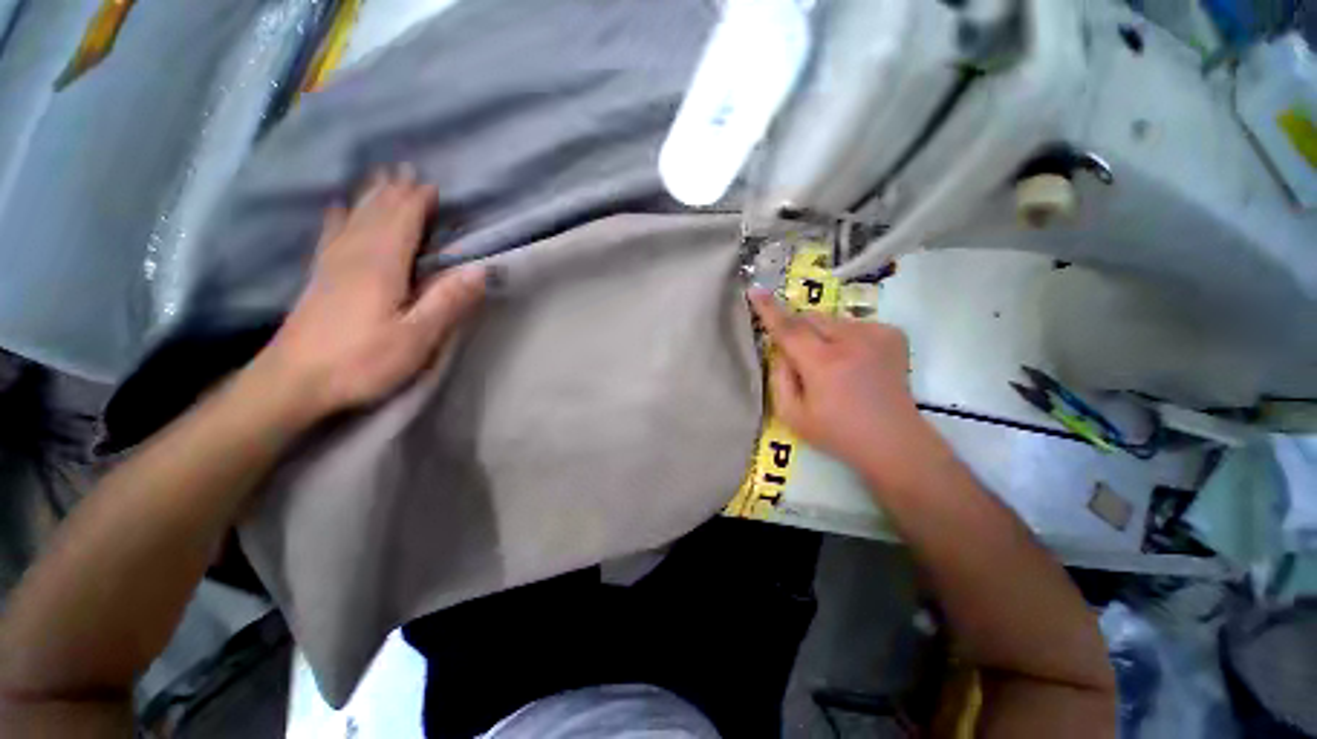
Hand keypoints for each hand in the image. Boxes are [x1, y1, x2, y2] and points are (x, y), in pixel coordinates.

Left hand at [250, 165, 484, 422]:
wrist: (293, 382)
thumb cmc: (362, 361)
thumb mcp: (417, 337)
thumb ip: (448, 301)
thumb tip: (481, 269)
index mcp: (381, 266)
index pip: (402, 222)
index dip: (416, 202)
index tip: (432, 184)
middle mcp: (354, 256)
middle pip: (376, 214)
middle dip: (393, 191)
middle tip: (406, 169)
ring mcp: (331, 265)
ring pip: (354, 219)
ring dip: (370, 197)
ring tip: (380, 178)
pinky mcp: (319, 279)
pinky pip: (330, 235)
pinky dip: (338, 217)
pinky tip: (336, 208)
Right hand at [748, 289, 933, 472]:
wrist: (894, 441)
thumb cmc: (837, 432)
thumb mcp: (792, 415)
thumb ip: (778, 377)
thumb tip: (779, 349)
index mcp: (823, 364)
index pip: (789, 329)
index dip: (769, 309)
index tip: (754, 290)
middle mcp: (851, 341)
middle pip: (810, 318)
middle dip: (797, 329)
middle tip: (800, 355)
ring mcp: (876, 334)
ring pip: (831, 320)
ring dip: (821, 334)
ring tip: (832, 363)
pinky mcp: (891, 334)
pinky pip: (853, 324)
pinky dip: (844, 336)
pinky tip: (853, 361)